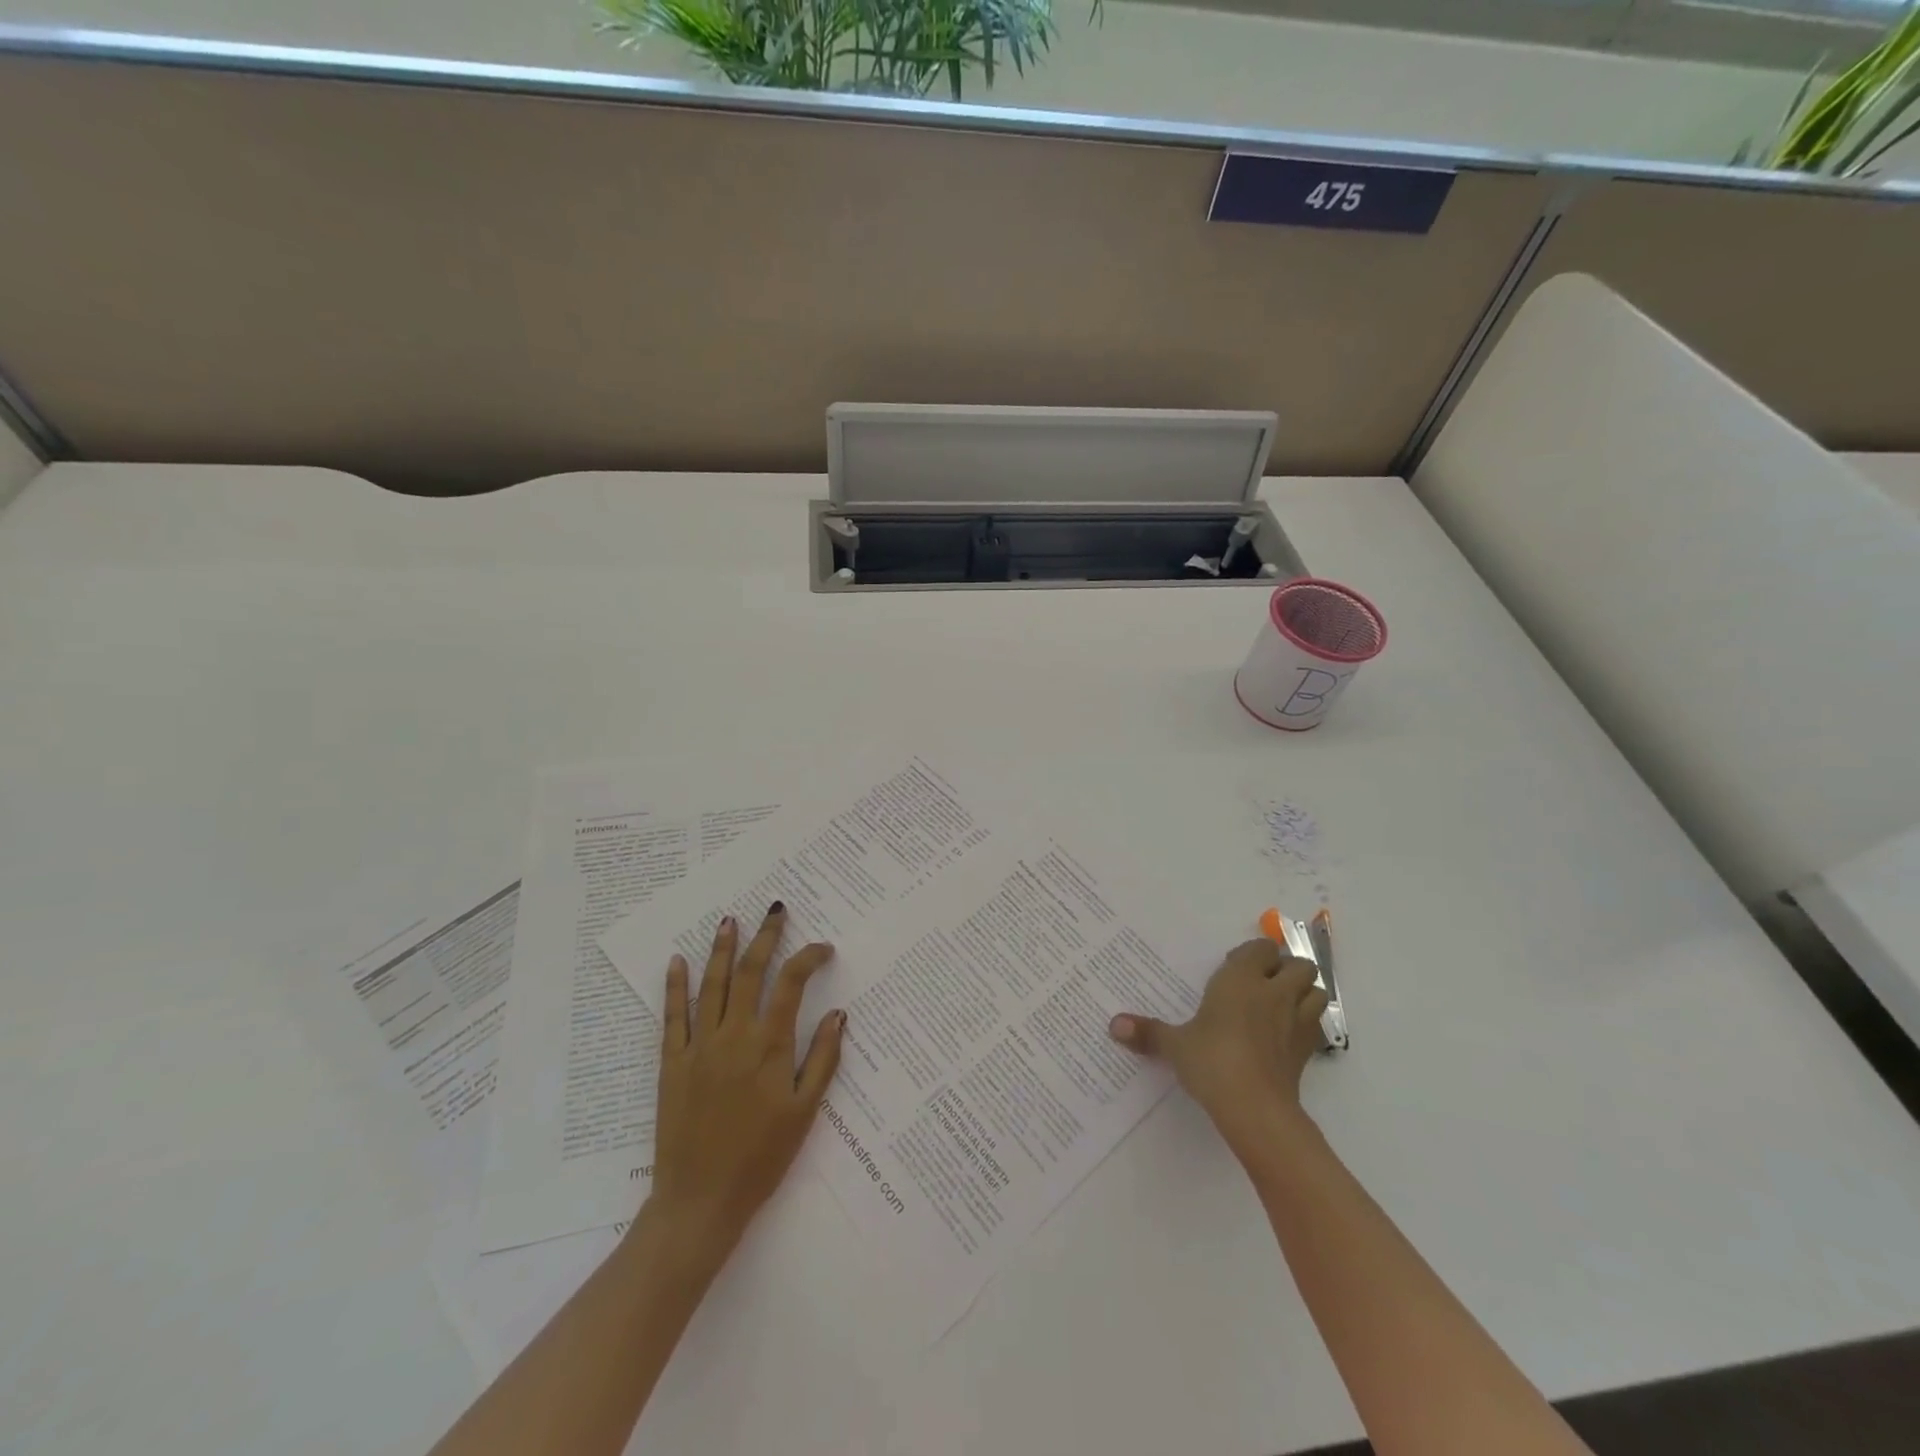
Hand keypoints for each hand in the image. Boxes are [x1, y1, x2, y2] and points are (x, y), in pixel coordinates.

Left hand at [648, 903, 844, 1261]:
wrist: (700, 1201)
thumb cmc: (761, 1159)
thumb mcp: (804, 1112)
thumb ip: (822, 1059)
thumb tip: (838, 1014)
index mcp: (770, 1046)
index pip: (792, 984)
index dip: (808, 958)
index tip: (823, 948)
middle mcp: (734, 1035)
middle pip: (750, 972)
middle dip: (765, 938)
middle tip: (775, 911)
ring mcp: (699, 1046)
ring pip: (712, 985)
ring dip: (721, 949)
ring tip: (729, 921)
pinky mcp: (672, 1062)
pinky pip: (673, 1016)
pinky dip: (675, 986)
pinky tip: (677, 962)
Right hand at [1109, 937, 1326, 1147]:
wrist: (1254, 1107)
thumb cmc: (1211, 1061)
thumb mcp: (1175, 1045)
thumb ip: (1148, 1032)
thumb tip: (1113, 1025)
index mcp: (1242, 979)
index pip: (1261, 949)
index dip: (1252, 955)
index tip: (1234, 967)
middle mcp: (1274, 992)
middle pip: (1299, 965)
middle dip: (1286, 969)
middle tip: (1262, 983)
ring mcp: (1296, 1021)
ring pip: (1317, 991)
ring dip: (1304, 993)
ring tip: (1281, 1004)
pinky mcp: (1308, 1051)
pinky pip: (1316, 1025)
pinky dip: (1307, 1023)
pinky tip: (1286, 1035)